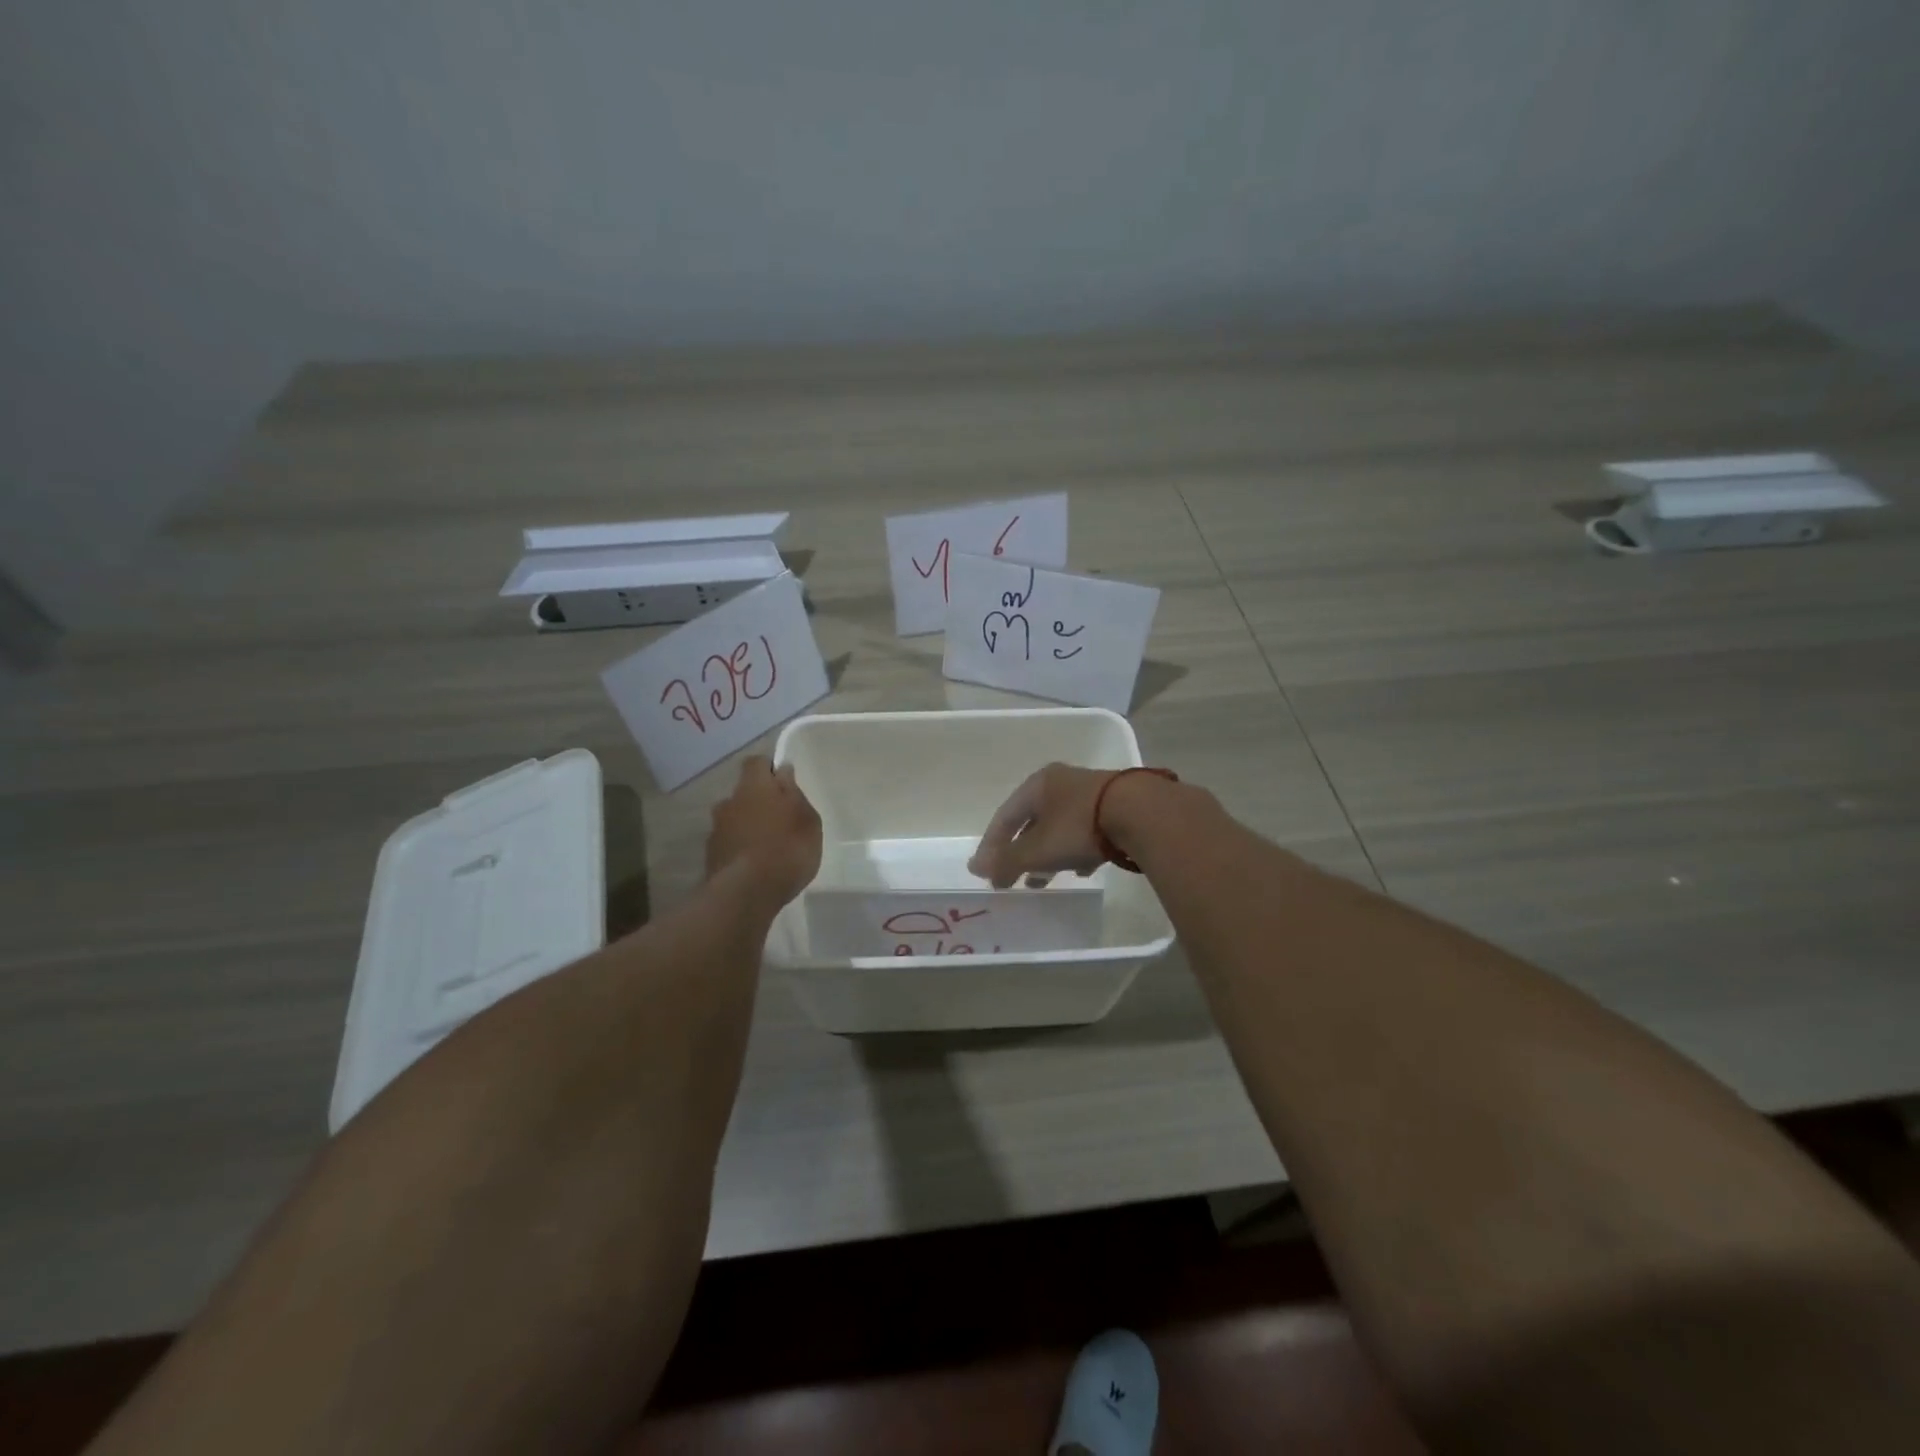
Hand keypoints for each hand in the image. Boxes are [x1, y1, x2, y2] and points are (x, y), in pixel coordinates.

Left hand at [706, 757, 821, 908]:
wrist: (746, 893)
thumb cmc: (787, 849)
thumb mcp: (807, 819)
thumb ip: (793, 793)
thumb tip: (782, 771)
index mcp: (754, 786)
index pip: (756, 763)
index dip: (769, 769)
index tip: (784, 783)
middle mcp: (729, 802)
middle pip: (744, 793)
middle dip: (759, 802)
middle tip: (780, 821)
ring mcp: (716, 830)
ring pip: (734, 820)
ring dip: (747, 827)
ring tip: (767, 848)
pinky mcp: (710, 857)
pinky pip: (729, 844)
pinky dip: (740, 849)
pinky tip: (755, 866)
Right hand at [967, 762, 1117, 888]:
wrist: (1141, 813)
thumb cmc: (1078, 827)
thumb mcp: (1036, 849)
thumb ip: (1006, 861)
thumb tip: (974, 869)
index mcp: (1037, 784)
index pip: (1005, 816)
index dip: (992, 845)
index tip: (985, 872)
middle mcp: (1061, 783)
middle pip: (1031, 821)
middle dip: (1020, 852)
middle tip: (1012, 878)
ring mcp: (1090, 792)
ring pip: (1058, 827)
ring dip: (1047, 854)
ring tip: (1043, 880)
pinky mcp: (1115, 806)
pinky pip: (1085, 831)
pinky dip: (1075, 851)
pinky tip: (1081, 870)